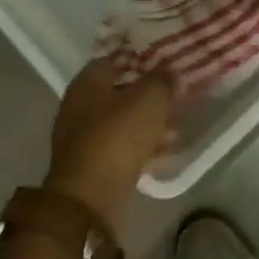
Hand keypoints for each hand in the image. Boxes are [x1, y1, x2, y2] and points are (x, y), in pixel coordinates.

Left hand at [46, 59, 175, 230]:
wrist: (89, 198)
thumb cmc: (117, 138)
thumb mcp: (148, 102)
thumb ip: (162, 82)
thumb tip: (170, 73)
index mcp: (87, 83)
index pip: (114, 60)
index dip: (141, 60)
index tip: (166, 64)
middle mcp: (80, 106)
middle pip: (120, 93)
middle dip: (149, 96)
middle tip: (176, 98)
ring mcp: (84, 138)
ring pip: (123, 123)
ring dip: (150, 124)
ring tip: (178, 128)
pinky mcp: (93, 166)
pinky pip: (122, 149)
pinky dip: (144, 148)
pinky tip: (168, 152)